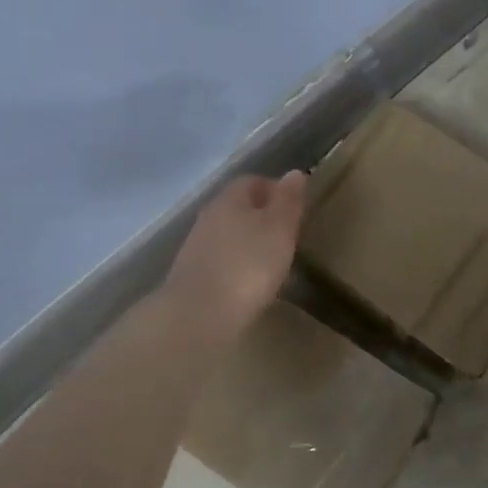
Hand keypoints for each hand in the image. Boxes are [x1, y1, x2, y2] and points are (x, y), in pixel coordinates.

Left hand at [165, 171, 307, 339]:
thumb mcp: (279, 229)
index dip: (275, 190)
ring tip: (272, 261)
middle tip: (287, 235)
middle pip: (238, 207)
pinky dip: (237, 265)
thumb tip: (294, 173)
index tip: (295, 208)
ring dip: (249, 242)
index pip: (252, 181)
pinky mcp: (192, 275)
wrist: (199, 315)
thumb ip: (288, 200)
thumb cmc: (248, 265)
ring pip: (228, 234)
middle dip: (262, 216)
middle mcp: (209, 217)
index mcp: (230, 199)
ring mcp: (196, 247)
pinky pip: (221, 260)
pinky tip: (250, 283)